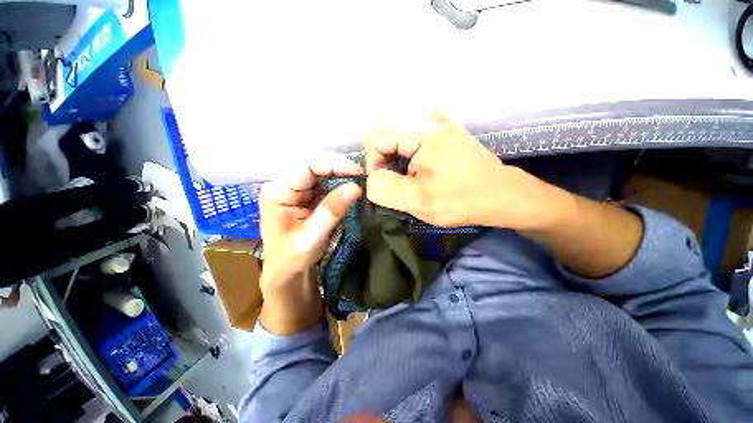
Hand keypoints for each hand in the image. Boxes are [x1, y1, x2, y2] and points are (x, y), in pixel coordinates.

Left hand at [258, 155, 362, 333]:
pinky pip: (325, 184)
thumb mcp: (312, 237)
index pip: (306, 167)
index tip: (358, 171)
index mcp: (277, 192)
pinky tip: (352, 186)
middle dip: (340, 169)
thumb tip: (355, 187)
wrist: (286, 272)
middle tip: (363, 175)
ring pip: (321, 174)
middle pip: (314, 167)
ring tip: (361, 179)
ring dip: (342, 175)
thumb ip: (331, 211)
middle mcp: (285, 186)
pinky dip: (340, 184)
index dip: (334, 164)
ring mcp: (296, 190)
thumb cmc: (292, 259)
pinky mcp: (306, 197)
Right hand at [365, 112, 555, 228]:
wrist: (502, 195)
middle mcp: (428, 120)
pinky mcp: (446, 132)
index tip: (387, 184)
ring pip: (400, 140)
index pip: (375, 138)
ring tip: (412, 180)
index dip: (373, 163)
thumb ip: (387, 189)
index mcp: (421, 135)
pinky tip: (420, 169)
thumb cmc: (462, 200)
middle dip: (386, 164)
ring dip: (398, 162)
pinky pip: (414, 140)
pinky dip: (409, 156)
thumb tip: (371, 179)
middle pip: (387, 137)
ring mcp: (440, 123)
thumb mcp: (420, 201)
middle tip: (400, 185)